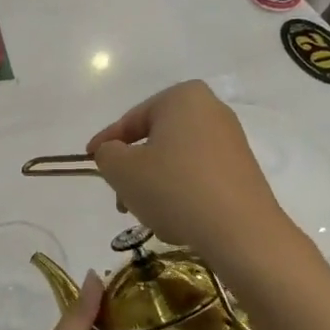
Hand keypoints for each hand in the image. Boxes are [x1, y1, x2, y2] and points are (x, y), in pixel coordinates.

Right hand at [87, 81, 292, 264]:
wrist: (240, 231)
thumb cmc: (174, 189)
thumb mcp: (122, 169)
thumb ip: (107, 154)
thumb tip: (113, 153)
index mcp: (182, 97)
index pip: (131, 120)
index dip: (105, 143)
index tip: (88, 161)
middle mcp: (211, 110)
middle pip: (154, 139)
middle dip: (132, 168)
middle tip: (118, 195)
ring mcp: (230, 140)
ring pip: (174, 159)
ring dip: (153, 183)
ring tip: (144, 213)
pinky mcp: (241, 170)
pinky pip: (197, 175)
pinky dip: (178, 191)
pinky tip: (173, 218)